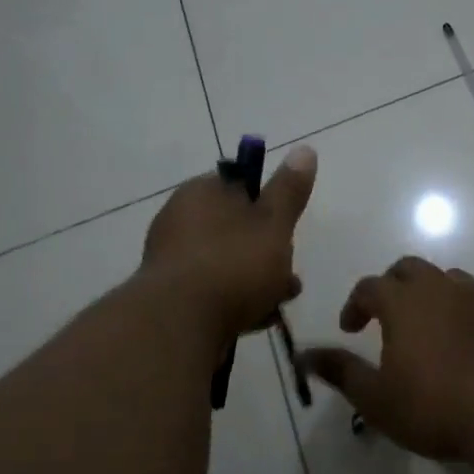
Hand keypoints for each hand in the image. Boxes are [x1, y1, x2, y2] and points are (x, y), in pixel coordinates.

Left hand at [142, 144, 315, 343]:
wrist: (178, 323)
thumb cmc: (233, 264)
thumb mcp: (274, 223)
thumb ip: (289, 190)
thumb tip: (305, 149)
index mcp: (201, 192)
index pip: (239, 185)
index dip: (269, 205)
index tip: (288, 229)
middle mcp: (179, 219)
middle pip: (235, 228)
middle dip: (268, 250)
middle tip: (290, 274)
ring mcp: (171, 259)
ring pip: (226, 261)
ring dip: (256, 279)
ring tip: (280, 301)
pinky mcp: (169, 296)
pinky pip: (211, 290)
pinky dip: (235, 300)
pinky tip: (257, 319)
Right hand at [299, 257, 473, 460]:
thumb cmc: (434, 406)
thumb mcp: (377, 398)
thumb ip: (341, 371)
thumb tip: (305, 355)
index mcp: (404, 303)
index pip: (370, 286)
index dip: (354, 304)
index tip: (350, 329)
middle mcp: (441, 290)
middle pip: (410, 268)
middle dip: (391, 285)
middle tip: (384, 316)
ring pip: (447, 277)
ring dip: (428, 291)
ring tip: (423, 322)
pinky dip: (459, 309)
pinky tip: (460, 339)